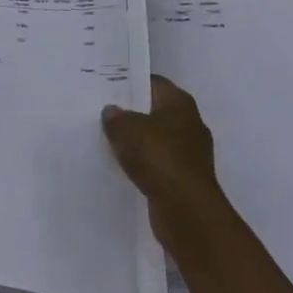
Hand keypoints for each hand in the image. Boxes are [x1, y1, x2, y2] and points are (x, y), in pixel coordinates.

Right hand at [103, 75, 218, 205]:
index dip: (131, 82)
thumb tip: (112, 111)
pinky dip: (143, 163)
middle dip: (132, 112)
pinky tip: (123, 166)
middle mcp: (189, 123)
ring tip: (108, 139)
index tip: (107, 86)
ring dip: (137, 141)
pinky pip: (158, 163)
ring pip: (156, 138)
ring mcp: (190, 152)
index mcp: (180, 103)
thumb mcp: (126, 128)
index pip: (153, 82)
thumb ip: (115, 116)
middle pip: (155, 110)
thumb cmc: (158, 157)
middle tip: (103, 112)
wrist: (186, 210)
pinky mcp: (185, 178)